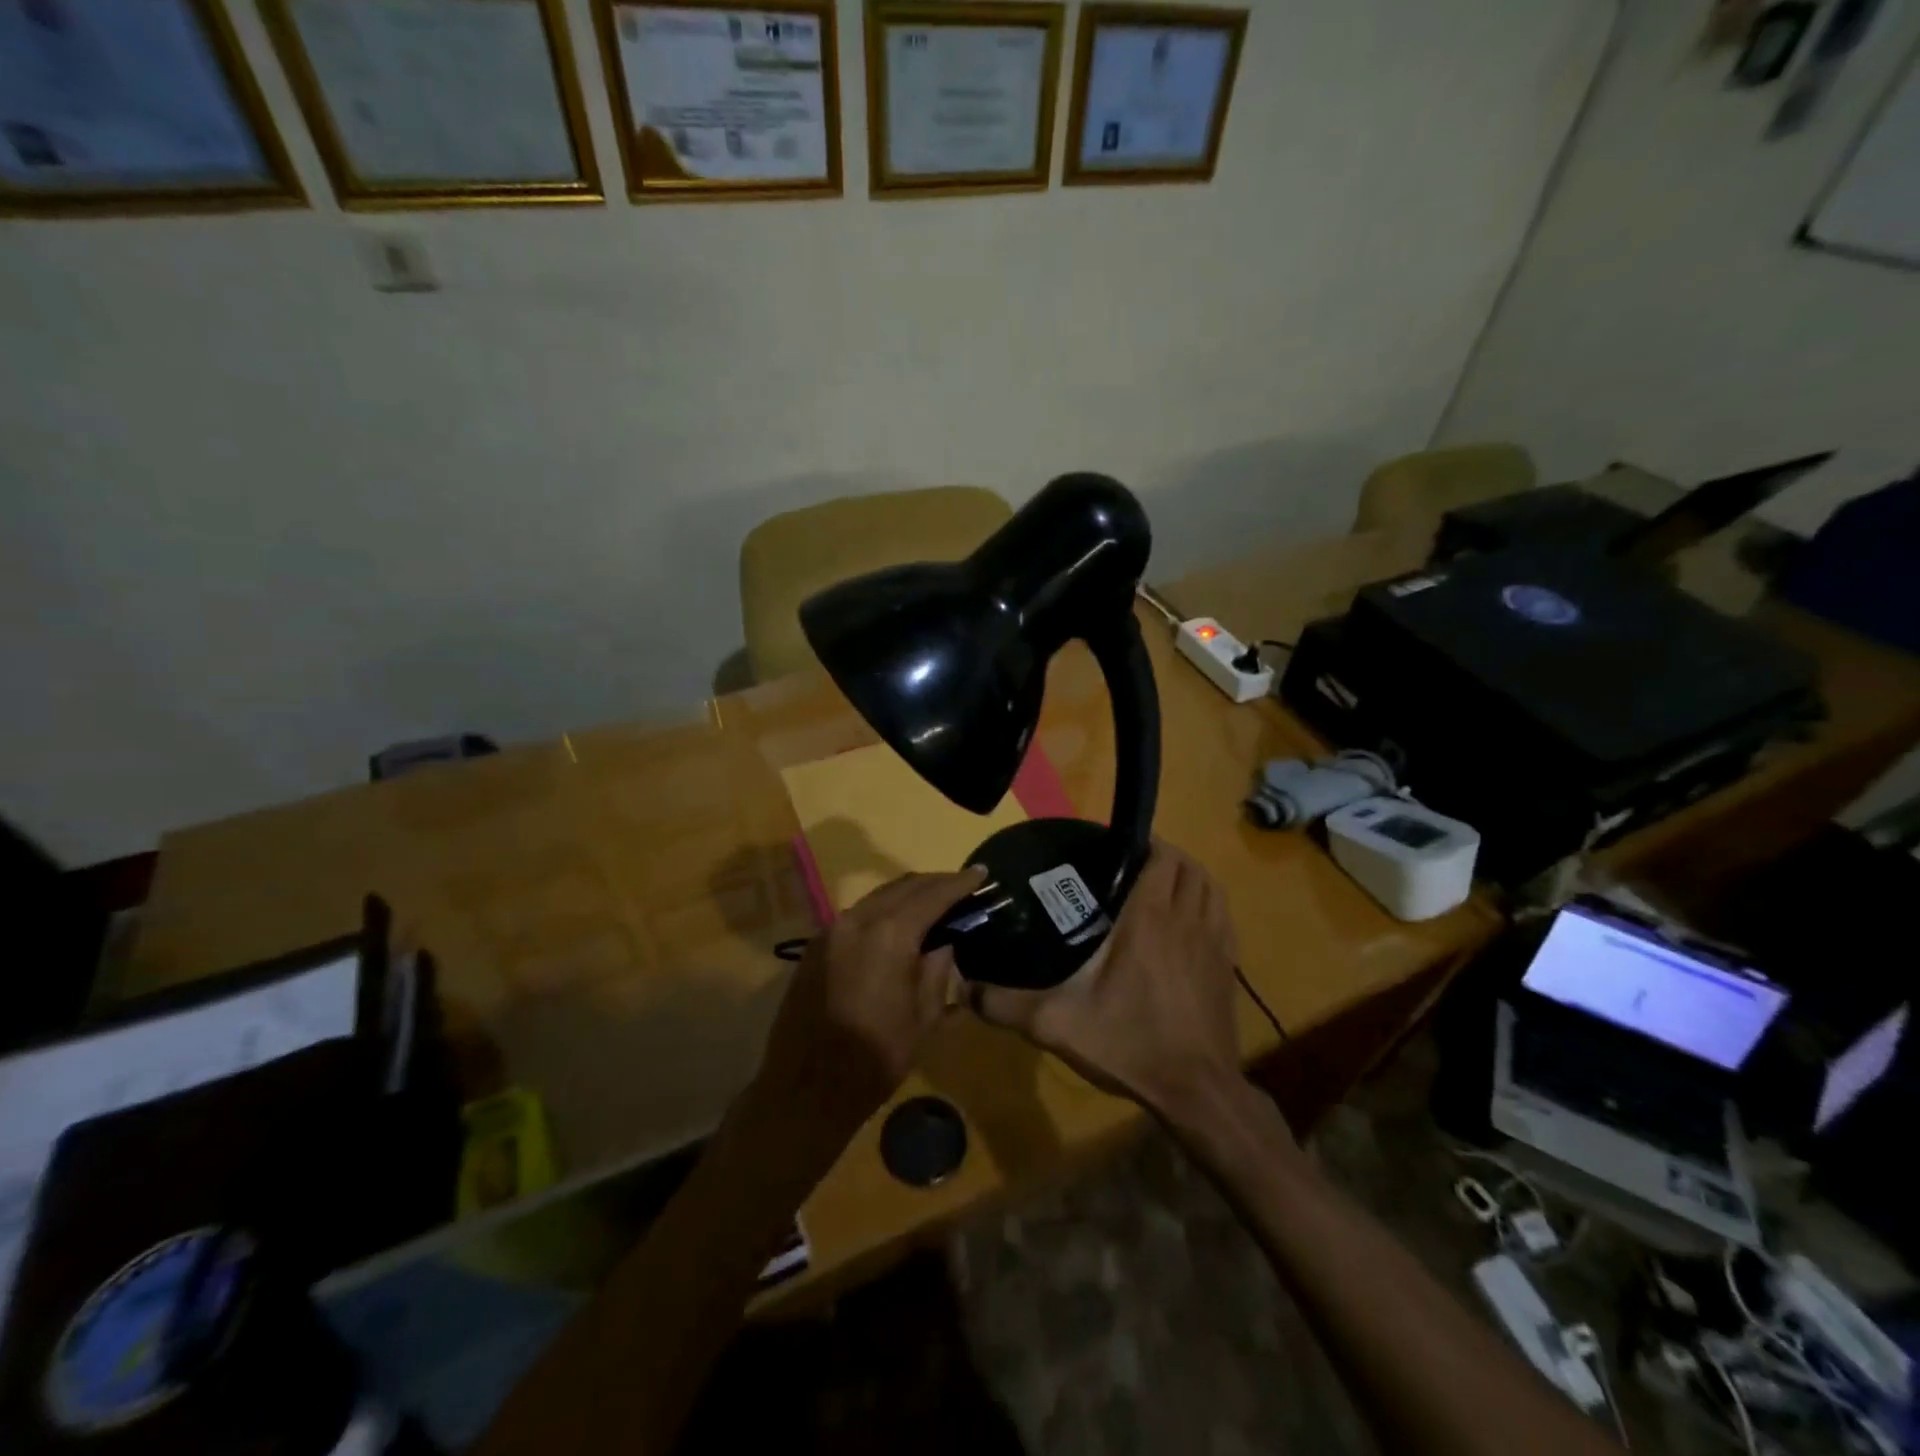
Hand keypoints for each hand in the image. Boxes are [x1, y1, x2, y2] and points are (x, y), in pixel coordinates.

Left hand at [755, 867, 986, 1133]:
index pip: (932, 895)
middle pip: (903, 887)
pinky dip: (884, 910)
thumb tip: (945, 939)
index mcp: (889, 934)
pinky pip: (858, 914)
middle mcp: (857, 920)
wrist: (807, 1088)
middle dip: (935, 883)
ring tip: (934, 901)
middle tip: (962, 885)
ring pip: (878, 897)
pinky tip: (898, 923)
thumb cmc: (876, 1057)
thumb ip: (938, 967)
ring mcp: (832, 930)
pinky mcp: (816, 945)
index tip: (982, 874)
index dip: (960, 883)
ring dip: (908, 894)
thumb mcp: (924, 1015)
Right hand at [975, 844, 1242, 1116]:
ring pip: (1211, 888)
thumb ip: (1005, 1003)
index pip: (1162, 858)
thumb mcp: (1056, 1024)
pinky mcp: (1229, 968)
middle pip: (1189, 867)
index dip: (1146, 843)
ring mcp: (1215, 943)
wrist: (1197, 1092)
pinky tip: (1187, 926)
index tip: (1120, 847)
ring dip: (1190, 878)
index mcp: (1149, 919)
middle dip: (1165, 856)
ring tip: (1161, 888)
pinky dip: (1208, 906)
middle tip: (1133, 866)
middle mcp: (1186, 920)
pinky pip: (1223, 917)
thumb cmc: (1129, 1044)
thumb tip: (961, 988)